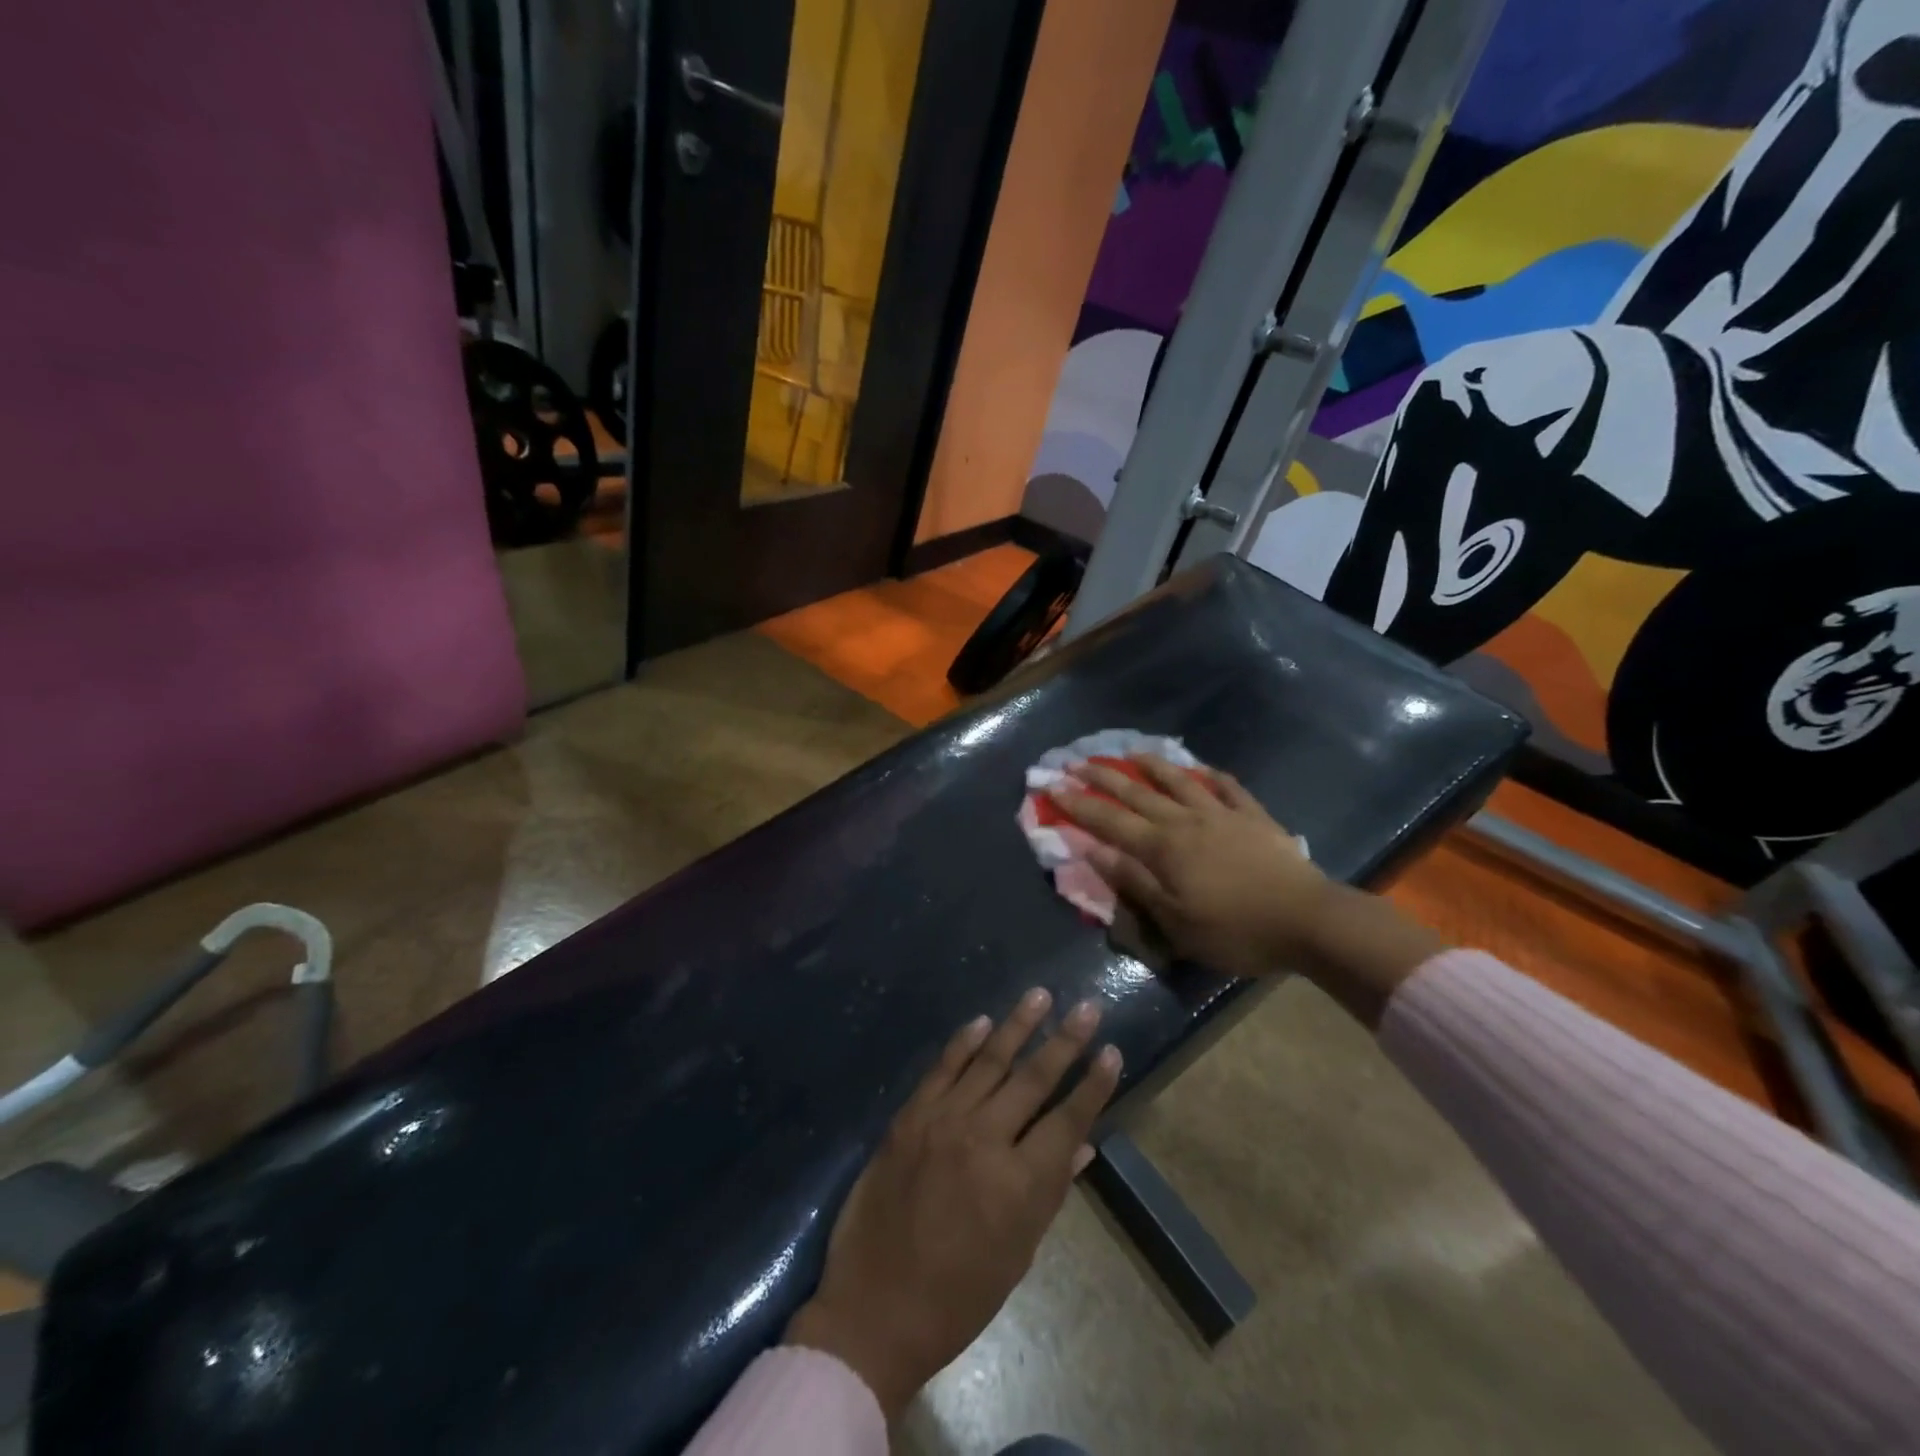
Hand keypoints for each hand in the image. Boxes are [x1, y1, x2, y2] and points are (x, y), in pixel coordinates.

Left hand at [784, 989, 1120, 1419]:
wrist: (873, 1309)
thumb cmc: (956, 1297)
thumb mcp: (1018, 1255)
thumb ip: (1050, 1192)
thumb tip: (1082, 1145)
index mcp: (1018, 1185)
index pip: (1067, 1121)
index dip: (1093, 1086)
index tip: (1111, 1051)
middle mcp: (984, 1140)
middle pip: (1032, 1080)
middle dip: (1064, 1040)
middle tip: (1087, 1006)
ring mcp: (942, 1122)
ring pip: (989, 1061)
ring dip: (1018, 1025)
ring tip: (1040, 995)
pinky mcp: (909, 1117)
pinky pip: (942, 1069)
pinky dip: (964, 1043)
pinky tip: (983, 1021)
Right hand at [1050, 755, 1327, 977]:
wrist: (1307, 921)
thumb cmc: (1235, 930)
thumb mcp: (1175, 921)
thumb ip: (1133, 881)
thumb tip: (1093, 850)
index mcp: (1162, 848)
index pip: (1109, 821)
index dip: (1078, 805)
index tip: (1053, 787)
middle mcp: (1185, 821)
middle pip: (1137, 793)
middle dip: (1103, 777)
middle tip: (1077, 761)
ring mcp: (1222, 814)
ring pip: (1179, 781)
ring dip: (1152, 765)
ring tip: (1132, 752)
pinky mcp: (1254, 817)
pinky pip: (1228, 788)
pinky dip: (1211, 775)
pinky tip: (1202, 769)